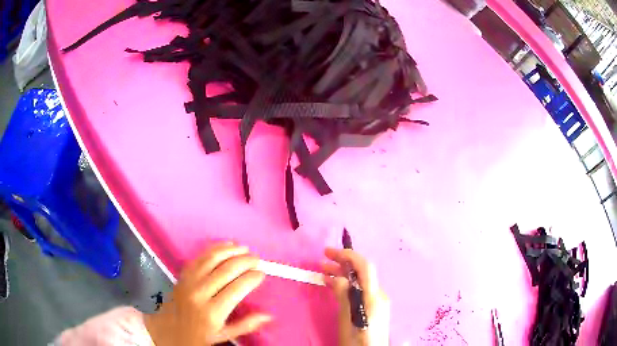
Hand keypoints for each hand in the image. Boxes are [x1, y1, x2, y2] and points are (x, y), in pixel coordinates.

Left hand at [144, 242, 270, 345]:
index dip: (252, 278)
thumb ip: (246, 325)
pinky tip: (224, 246)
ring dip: (230, 250)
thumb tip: (268, 316)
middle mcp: (200, 293)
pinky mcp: (183, 275)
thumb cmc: (198, 335)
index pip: (237, 288)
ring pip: (211, 258)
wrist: (169, 330)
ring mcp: (189, 281)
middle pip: (226, 270)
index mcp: (213, 312)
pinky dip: (213, 249)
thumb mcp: (223, 335)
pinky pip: (199, 257)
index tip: (262, 273)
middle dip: (245, 261)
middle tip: (257, 260)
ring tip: (244, 248)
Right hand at [322, 248, 389, 345]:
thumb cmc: (357, 339)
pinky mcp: (375, 308)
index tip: (330, 253)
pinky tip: (334, 286)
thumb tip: (338, 277)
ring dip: (344, 274)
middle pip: (363, 273)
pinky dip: (348, 286)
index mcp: (374, 296)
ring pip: (361, 281)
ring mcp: (378, 301)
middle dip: (344, 263)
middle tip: (323, 259)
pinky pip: (361, 291)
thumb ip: (344, 296)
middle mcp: (379, 295)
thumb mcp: (347, 318)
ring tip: (324, 271)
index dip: (349, 256)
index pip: (365, 267)